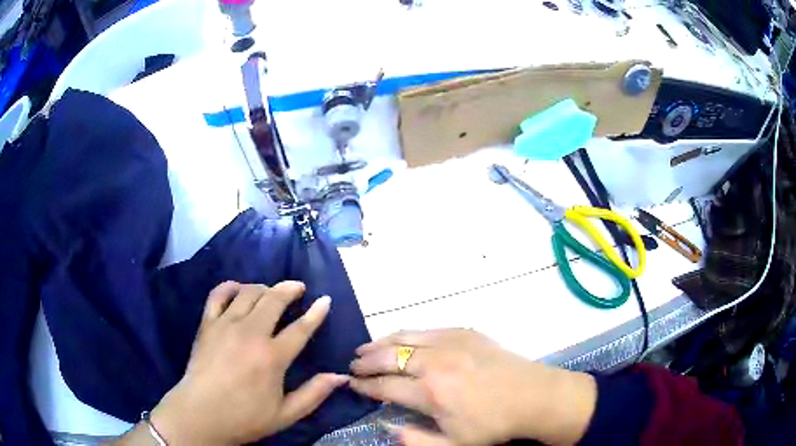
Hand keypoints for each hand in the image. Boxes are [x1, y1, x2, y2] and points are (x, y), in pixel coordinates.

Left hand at [149, 281, 347, 444]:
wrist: (201, 414)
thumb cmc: (245, 417)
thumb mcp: (286, 414)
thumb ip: (314, 394)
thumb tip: (341, 376)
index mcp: (272, 357)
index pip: (300, 329)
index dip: (316, 313)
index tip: (325, 300)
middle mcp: (251, 333)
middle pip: (274, 300)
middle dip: (290, 289)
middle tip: (298, 288)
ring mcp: (226, 325)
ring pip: (248, 292)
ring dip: (264, 288)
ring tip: (271, 293)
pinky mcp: (207, 324)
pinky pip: (218, 294)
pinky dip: (230, 286)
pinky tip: (238, 289)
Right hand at [350, 329, 596, 445]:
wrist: (533, 396)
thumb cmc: (494, 425)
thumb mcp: (454, 445)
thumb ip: (416, 440)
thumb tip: (386, 427)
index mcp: (430, 392)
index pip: (384, 386)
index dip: (364, 385)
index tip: (351, 383)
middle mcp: (434, 362)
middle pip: (388, 357)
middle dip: (365, 361)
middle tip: (352, 365)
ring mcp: (450, 342)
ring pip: (404, 337)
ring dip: (380, 342)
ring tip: (365, 347)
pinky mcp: (465, 332)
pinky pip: (427, 329)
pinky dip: (406, 333)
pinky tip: (400, 338)